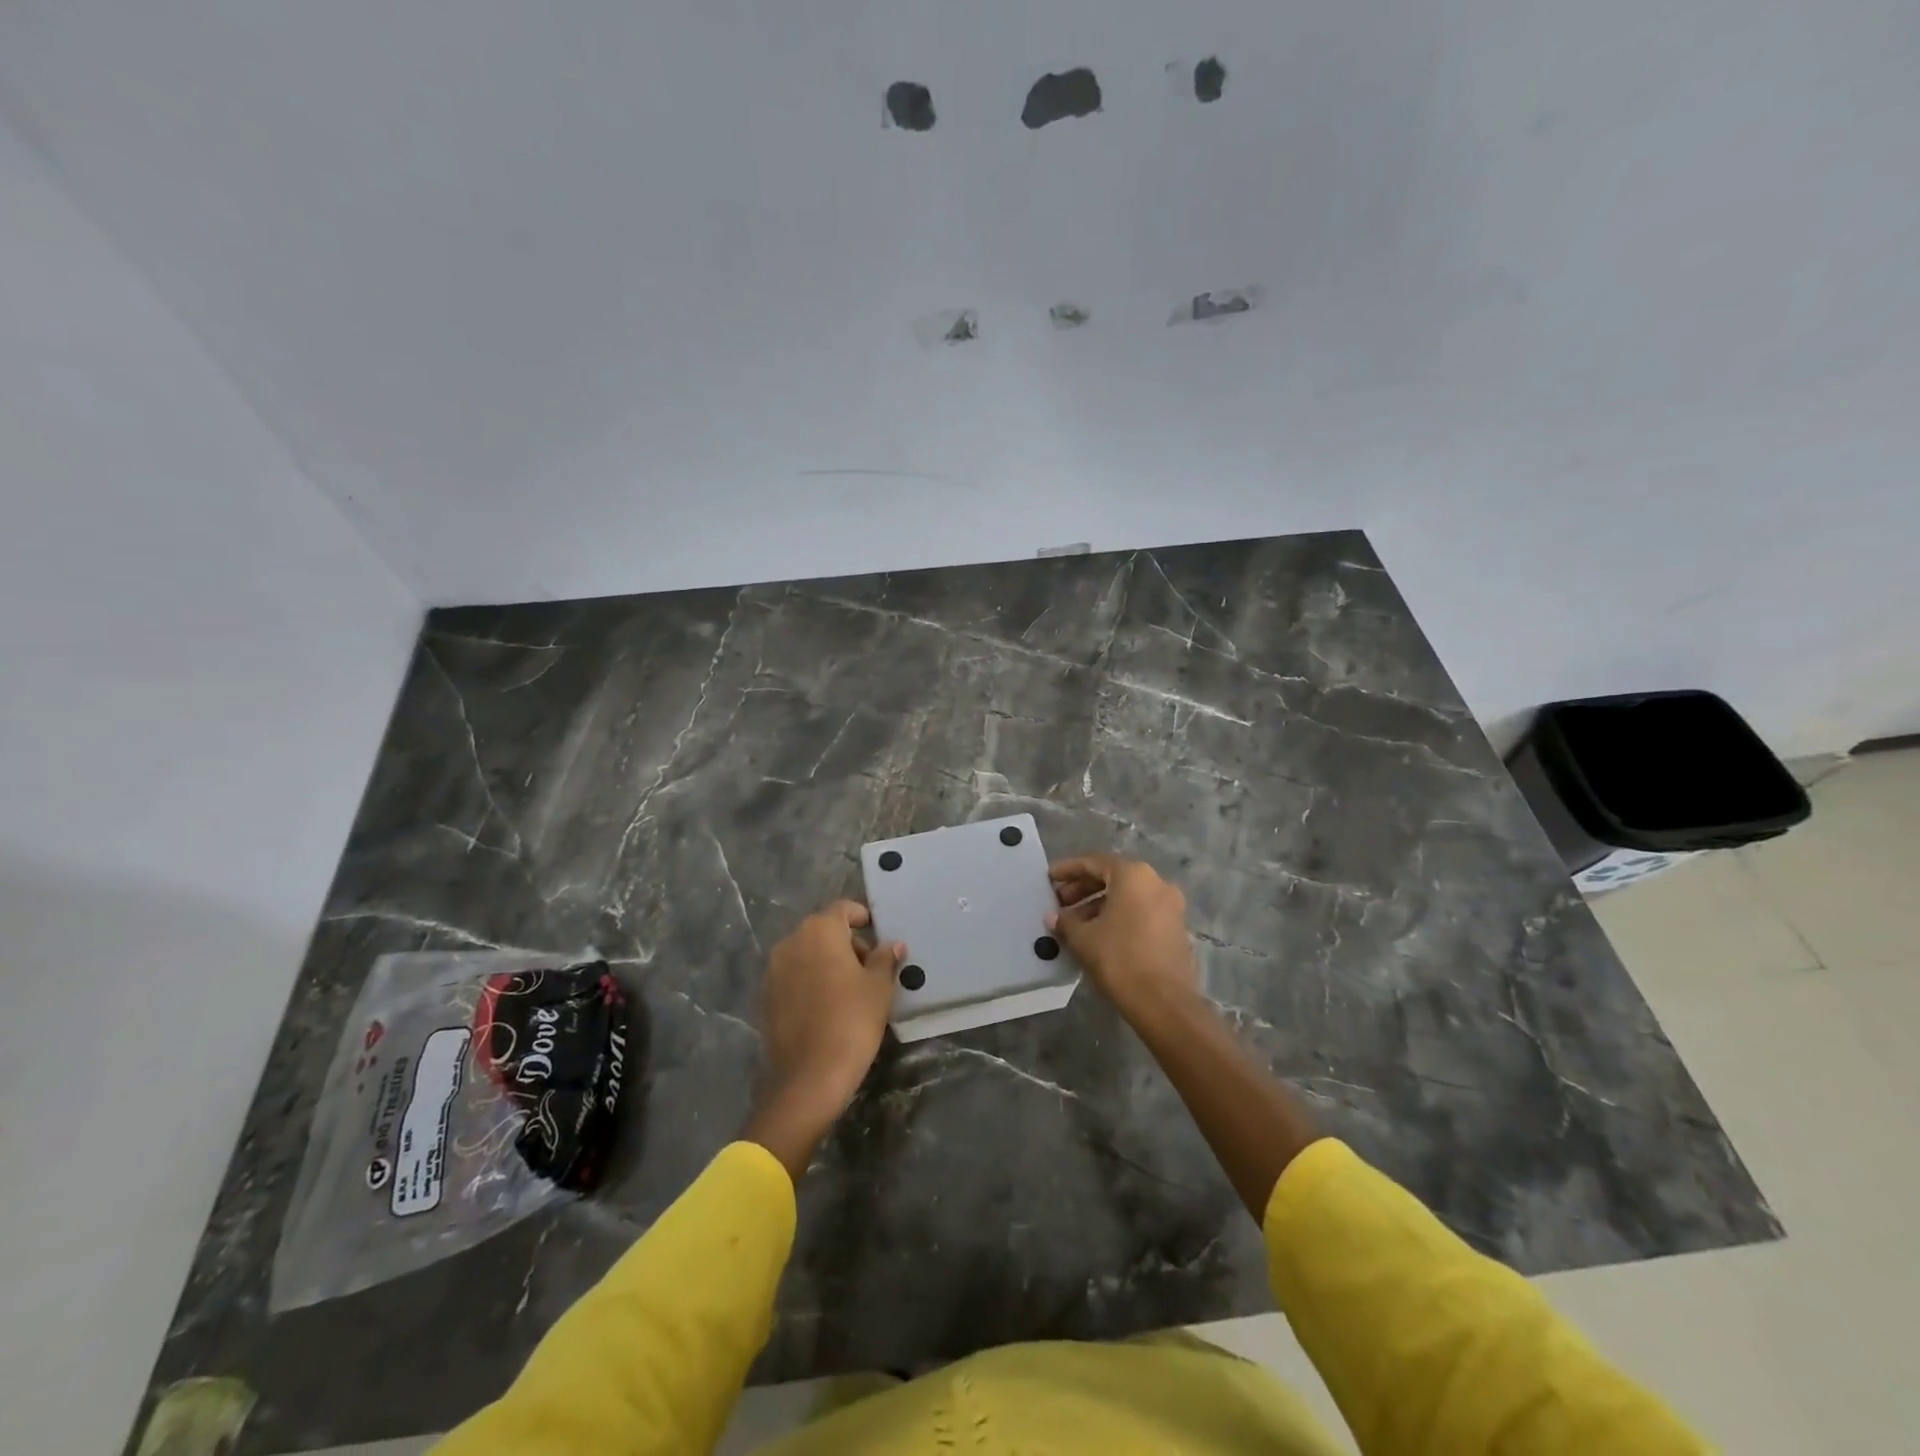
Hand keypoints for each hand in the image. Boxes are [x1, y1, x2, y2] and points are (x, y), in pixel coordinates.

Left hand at [742, 900, 904, 1179]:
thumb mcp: (878, 988)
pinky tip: (827, 1007)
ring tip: (850, 990)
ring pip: (807, 954)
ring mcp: (773, 970)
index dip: (862, 917)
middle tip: (870, 969)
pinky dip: (810, 981)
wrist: (808, 1078)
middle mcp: (791, 942)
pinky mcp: (765, 997)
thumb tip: (892, 944)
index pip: (843, 909)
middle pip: (823, 930)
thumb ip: (885, 959)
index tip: (878, 934)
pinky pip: (793, 977)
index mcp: (819, 931)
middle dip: (847, 943)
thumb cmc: (851, 1022)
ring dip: (827, 962)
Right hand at [1046, 855, 1198, 1022]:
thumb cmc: (1119, 959)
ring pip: (1127, 895)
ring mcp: (1170, 905)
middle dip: (1083, 888)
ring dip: (1098, 904)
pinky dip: (1118, 916)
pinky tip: (1098, 934)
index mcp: (1133, 875)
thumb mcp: (1083, 938)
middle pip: (1112, 876)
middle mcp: (1156, 882)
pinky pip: (1140, 911)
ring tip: (1074, 923)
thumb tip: (1054, 916)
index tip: (1048, 878)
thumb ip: (1066, 920)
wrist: (1164, 1002)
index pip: (1094, 862)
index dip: (1068, 869)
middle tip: (1059, 902)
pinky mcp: (1175, 928)